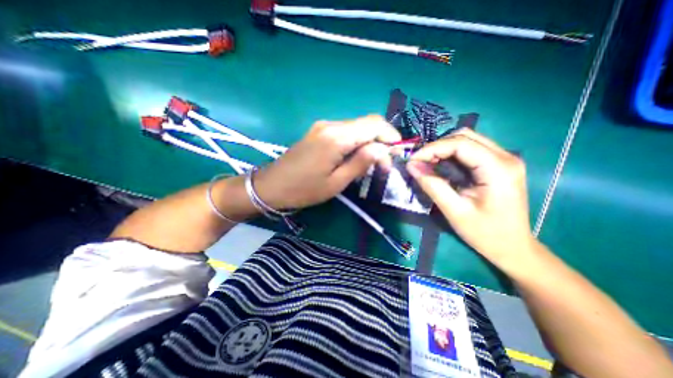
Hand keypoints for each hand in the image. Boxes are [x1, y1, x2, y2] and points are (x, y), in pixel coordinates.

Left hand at [253, 115, 397, 208]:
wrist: (272, 186)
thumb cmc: (304, 189)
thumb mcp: (336, 182)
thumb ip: (361, 163)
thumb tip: (383, 150)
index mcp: (336, 137)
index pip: (374, 124)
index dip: (390, 136)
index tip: (396, 155)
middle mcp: (331, 125)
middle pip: (366, 124)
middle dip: (381, 141)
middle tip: (383, 164)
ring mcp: (323, 126)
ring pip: (356, 128)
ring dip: (368, 143)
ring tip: (369, 164)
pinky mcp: (318, 132)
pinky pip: (345, 132)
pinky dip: (356, 142)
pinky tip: (353, 158)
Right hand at [405, 129, 536, 268]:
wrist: (513, 248)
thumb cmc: (485, 233)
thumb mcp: (454, 211)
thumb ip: (432, 185)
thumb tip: (411, 166)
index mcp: (498, 169)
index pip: (460, 143)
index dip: (432, 148)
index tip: (413, 160)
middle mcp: (505, 157)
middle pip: (465, 136)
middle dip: (437, 147)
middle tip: (419, 162)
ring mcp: (504, 159)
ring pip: (467, 140)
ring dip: (443, 149)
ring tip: (427, 164)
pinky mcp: (498, 165)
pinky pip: (470, 150)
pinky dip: (451, 155)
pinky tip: (441, 166)